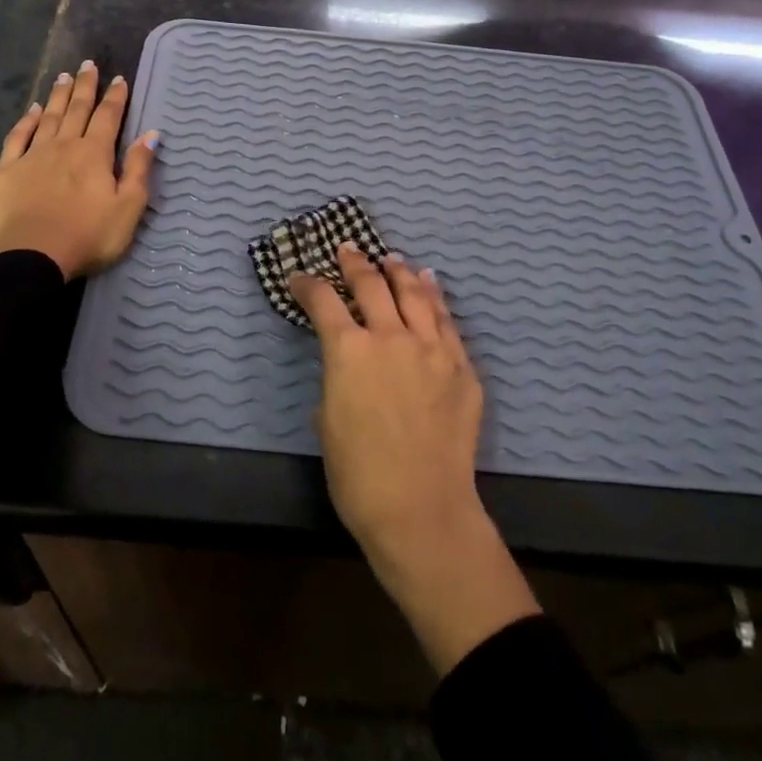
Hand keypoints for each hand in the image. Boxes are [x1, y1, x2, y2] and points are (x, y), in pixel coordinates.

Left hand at [0, 61, 156, 280]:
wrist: (33, 257)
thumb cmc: (88, 236)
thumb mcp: (128, 208)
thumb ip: (139, 169)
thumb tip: (151, 135)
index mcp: (95, 154)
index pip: (108, 117)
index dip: (116, 97)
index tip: (119, 79)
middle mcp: (64, 145)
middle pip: (77, 109)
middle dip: (85, 86)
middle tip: (88, 64)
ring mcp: (33, 155)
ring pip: (49, 117)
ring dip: (58, 96)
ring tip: (64, 76)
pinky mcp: (8, 170)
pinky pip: (18, 137)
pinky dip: (27, 120)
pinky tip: (32, 110)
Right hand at [290, 246, 540, 673]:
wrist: (421, 510)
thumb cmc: (359, 475)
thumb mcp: (327, 420)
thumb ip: (338, 377)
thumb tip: (349, 363)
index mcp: (349, 350)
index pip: (323, 301)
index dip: (308, 285)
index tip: (299, 278)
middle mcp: (391, 337)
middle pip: (371, 285)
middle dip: (355, 263)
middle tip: (348, 250)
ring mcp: (432, 349)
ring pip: (414, 294)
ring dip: (399, 272)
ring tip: (391, 259)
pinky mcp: (462, 367)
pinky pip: (447, 321)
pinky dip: (434, 297)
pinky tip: (430, 284)